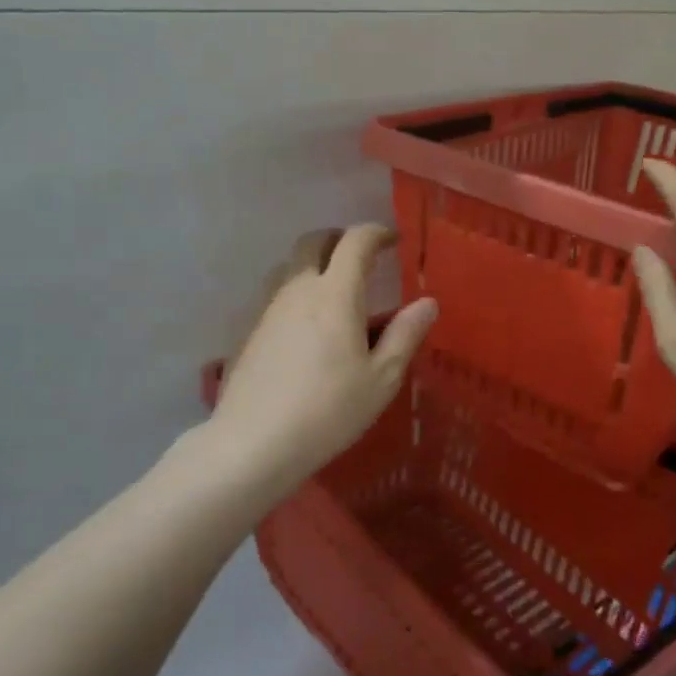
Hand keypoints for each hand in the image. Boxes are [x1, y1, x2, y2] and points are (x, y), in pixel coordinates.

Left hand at [210, 225, 436, 493]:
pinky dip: (293, 292)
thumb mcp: (381, 379)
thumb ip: (405, 335)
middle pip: (313, 242)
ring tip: (331, 290)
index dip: (376, 233)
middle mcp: (296, 289)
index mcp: (334, 294)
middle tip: (360, 257)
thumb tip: (428, 302)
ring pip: (288, 266)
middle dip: (339, 239)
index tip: (393, 240)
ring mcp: (265, 308)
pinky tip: (302, 327)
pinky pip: (272, 294)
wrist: (253, 443)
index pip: (355, 241)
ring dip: (312, 264)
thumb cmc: (328, 411)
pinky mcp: (246, 330)